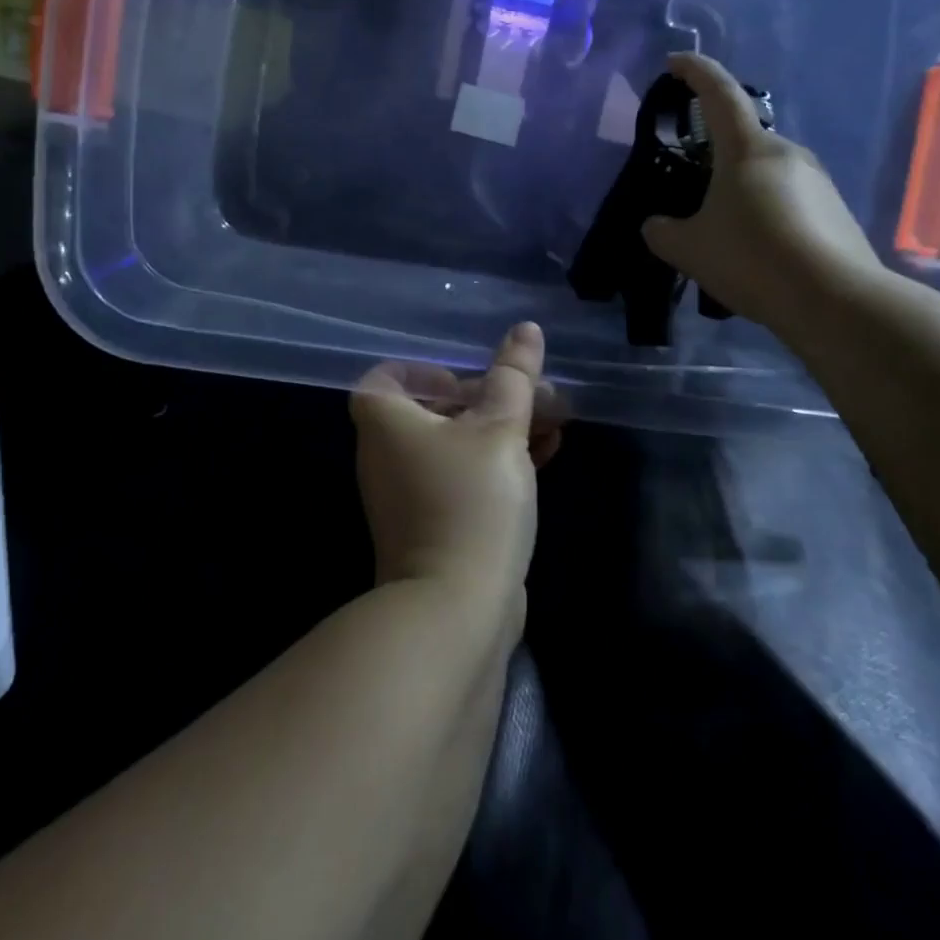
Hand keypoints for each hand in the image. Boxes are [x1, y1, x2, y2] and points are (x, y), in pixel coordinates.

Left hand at [350, 323, 557, 601]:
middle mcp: (386, 455)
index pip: (388, 377)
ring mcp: (407, 495)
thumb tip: (525, 328)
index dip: (429, 371)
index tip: (471, 381)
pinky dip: (495, 464)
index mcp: (385, 422)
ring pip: (455, 445)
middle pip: (434, 409)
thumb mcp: (499, 429)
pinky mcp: (432, 526)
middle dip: (490, 398)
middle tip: (536, 397)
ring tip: (554, 424)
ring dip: (501, 430)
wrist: (455, 610)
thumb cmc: (471, 502)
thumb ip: (513, 377)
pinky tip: (545, 458)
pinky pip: (461, 478)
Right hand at [642, 52, 886, 340]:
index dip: (695, 72)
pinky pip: (789, 199)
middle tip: (691, 189)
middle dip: (714, 156)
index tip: (675, 62)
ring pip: (766, 173)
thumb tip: (657, 225)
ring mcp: (818, 180)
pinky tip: (757, 252)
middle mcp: (786, 153)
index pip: (718, 93)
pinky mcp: (835, 210)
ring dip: (741, 191)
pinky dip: (766, 214)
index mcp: (747, 149)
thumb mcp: (689, 249)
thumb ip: (662, 231)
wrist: (835, 302)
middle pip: (742, 140)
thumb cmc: (752, 259)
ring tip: (723, 233)